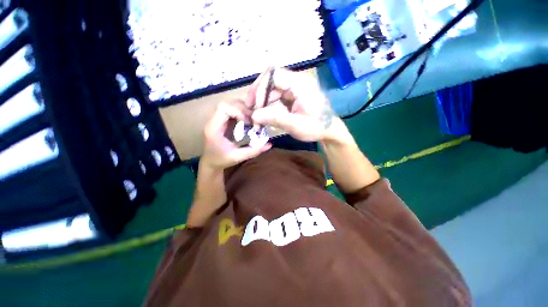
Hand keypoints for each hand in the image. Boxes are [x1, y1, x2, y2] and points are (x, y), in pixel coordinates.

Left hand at [202, 101, 271, 170]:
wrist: (210, 162)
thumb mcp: (238, 157)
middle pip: (228, 103)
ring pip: (230, 105)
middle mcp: (214, 120)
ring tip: (251, 121)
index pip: (224, 108)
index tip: (248, 122)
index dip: (238, 111)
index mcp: (214, 128)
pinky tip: (247, 122)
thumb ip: (253, 151)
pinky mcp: (222, 120)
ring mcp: (217, 119)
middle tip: (252, 121)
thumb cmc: (221, 160)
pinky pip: (232, 110)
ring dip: (243, 110)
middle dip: (243, 110)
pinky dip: (242, 113)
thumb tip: (269, 144)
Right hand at [250, 68, 334, 141]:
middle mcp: (297, 81)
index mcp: (300, 84)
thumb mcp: (296, 125)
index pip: (274, 74)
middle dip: (258, 93)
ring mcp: (295, 88)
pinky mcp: (293, 95)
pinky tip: (266, 113)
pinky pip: (277, 94)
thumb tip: (254, 115)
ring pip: (272, 87)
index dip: (261, 88)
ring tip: (257, 113)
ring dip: (262, 99)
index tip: (255, 106)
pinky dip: (269, 103)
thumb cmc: (317, 127)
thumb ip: (275, 119)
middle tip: (251, 109)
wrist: (330, 130)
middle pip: (271, 79)